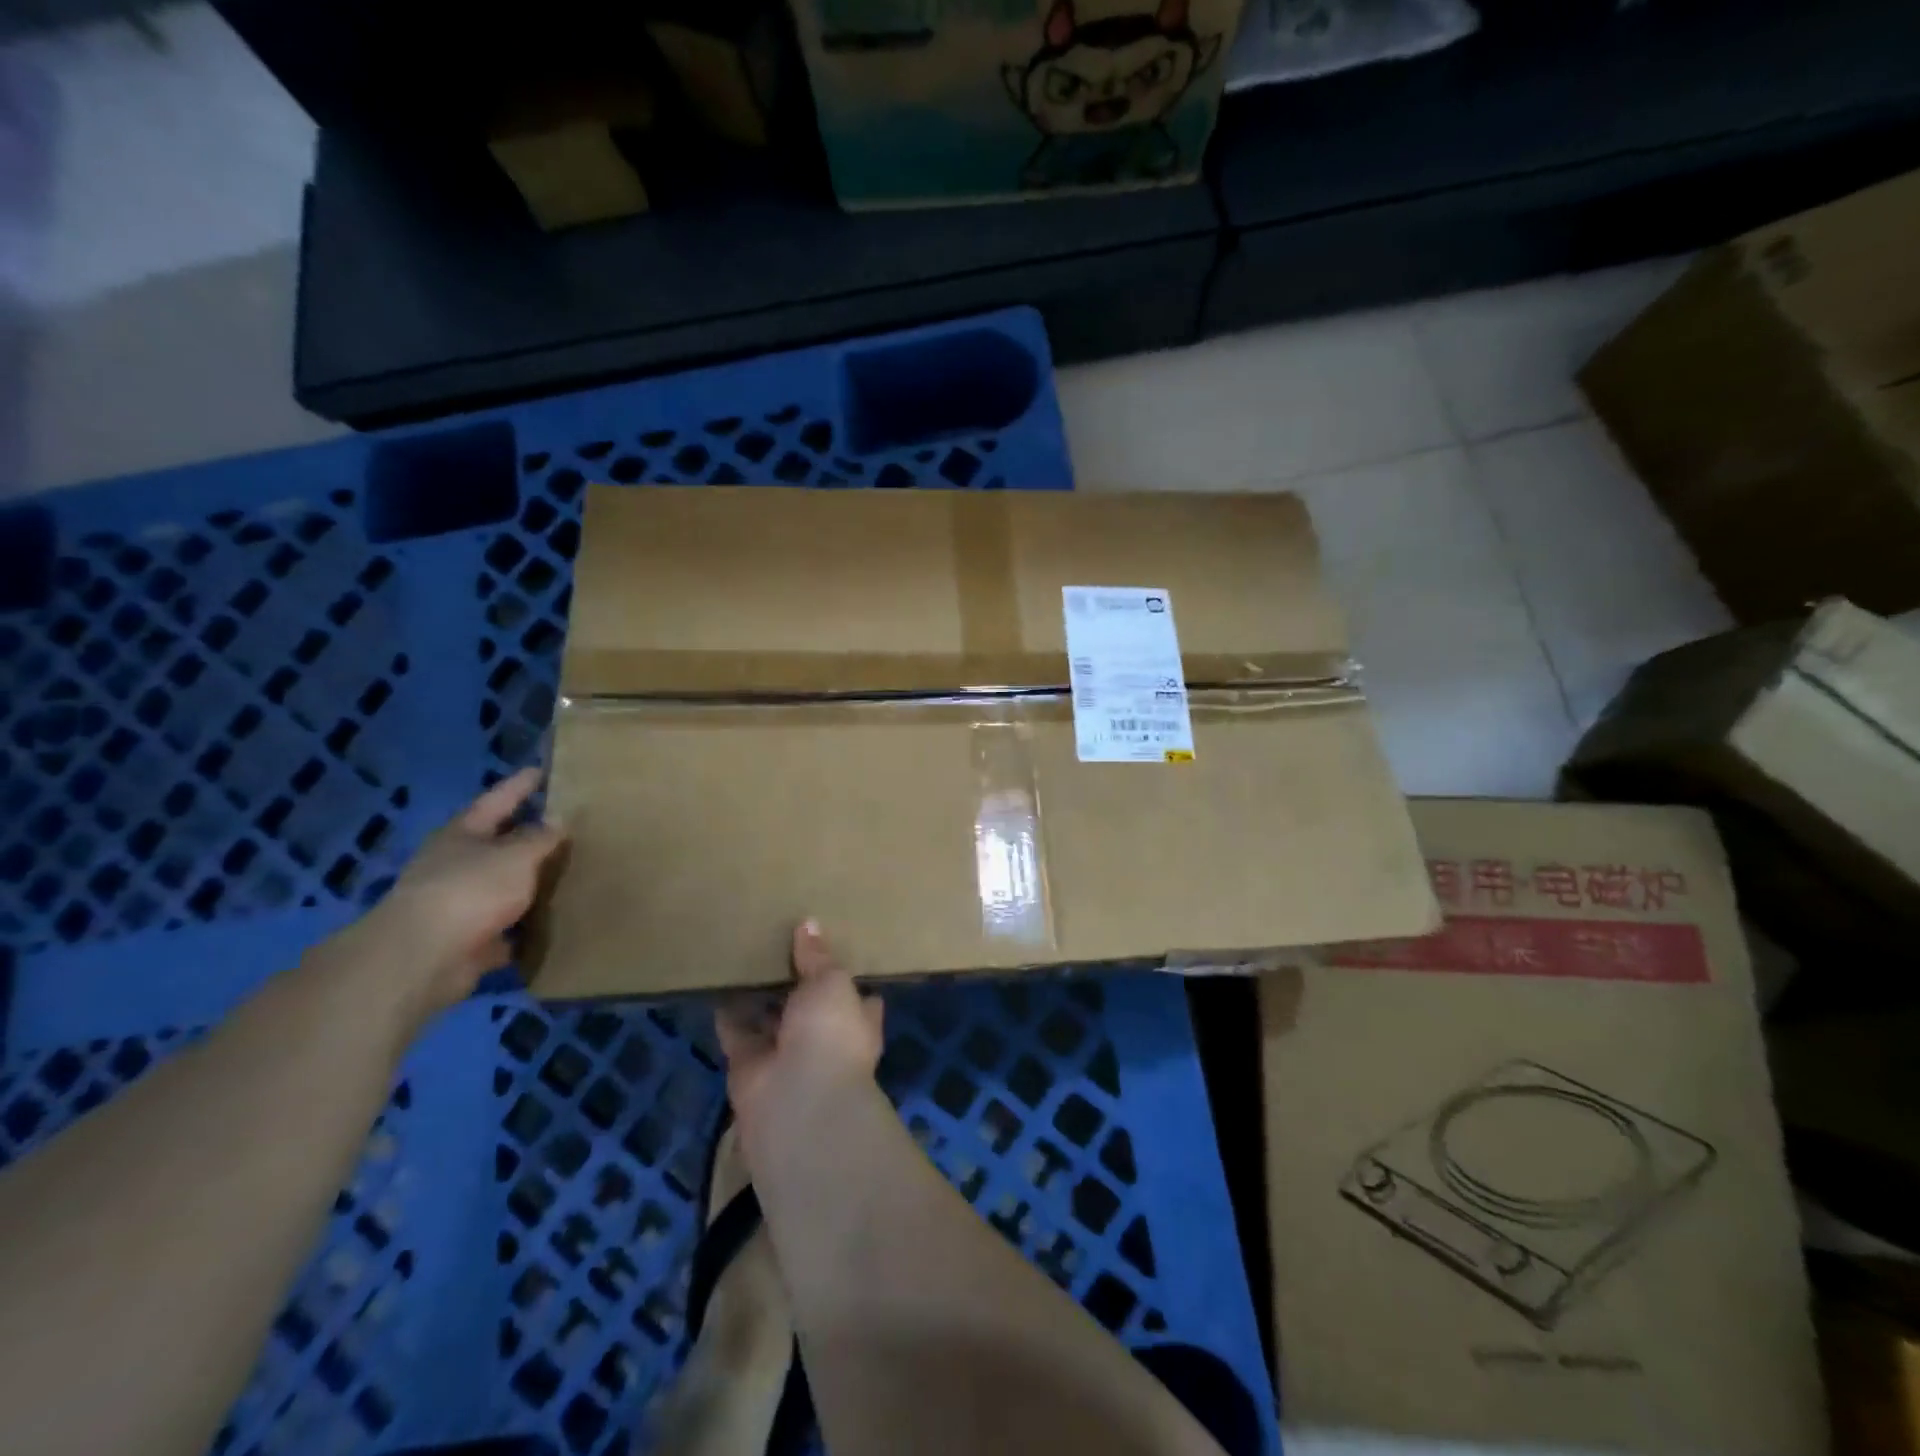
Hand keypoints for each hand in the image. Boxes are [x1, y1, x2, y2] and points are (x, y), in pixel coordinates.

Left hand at [320, 768, 566, 1030]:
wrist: (423, 958)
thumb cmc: (470, 890)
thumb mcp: (516, 855)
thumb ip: (541, 837)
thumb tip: (560, 819)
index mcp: (463, 834)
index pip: (497, 800)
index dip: (520, 785)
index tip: (542, 770)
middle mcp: (456, 864)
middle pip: (498, 844)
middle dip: (528, 836)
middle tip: (566, 826)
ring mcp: (459, 904)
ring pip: (503, 887)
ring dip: (529, 884)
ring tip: (570, 874)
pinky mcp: (468, 940)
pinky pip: (506, 928)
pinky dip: (526, 927)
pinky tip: (555, 922)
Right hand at [716, 921, 885, 1138]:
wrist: (797, 1100)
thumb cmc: (831, 1033)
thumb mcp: (832, 983)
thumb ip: (818, 956)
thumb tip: (810, 924)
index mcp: (856, 1020)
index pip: (855, 993)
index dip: (844, 972)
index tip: (829, 945)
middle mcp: (824, 1038)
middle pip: (809, 1004)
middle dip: (796, 980)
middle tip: (779, 940)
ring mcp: (787, 1053)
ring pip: (771, 1018)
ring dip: (759, 995)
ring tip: (746, 953)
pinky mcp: (750, 1065)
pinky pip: (737, 1032)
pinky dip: (727, 1012)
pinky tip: (718, 982)